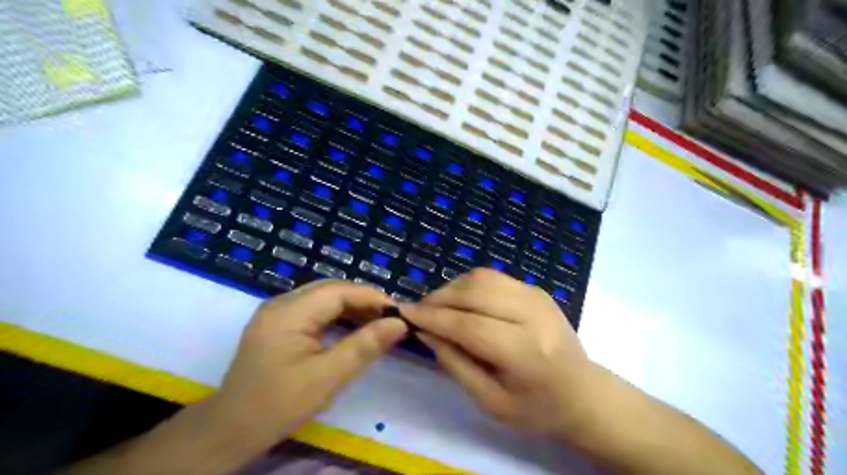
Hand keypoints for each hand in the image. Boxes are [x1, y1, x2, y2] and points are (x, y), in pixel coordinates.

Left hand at [200, 281, 407, 459]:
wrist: (230, 430)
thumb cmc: (278, 405)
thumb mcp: (327, 378)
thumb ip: (365, 346)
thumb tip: (399, 323)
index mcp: (289, 313)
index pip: (339, 291)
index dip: (372, 297)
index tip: (399, 312)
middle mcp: (281, 303)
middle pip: (331, 289)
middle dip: (364, 300)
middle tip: (391, 317)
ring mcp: (277, 311)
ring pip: (324, 297)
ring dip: (352, 306)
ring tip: (378, 321)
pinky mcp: (278, 323)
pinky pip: (314, 309)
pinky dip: (337, 315)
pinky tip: (353, 327)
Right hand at [401, 269, 593, 438]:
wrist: (584, 392)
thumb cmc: (537, 408)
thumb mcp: (490, 401)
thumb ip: (455, 363)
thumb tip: (425, 331)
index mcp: (525, 351)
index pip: (468, 325)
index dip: (432, 317)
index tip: (404, 313)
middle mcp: (533, 315)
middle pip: (474, 292)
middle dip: (438, 298)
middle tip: (419, 311)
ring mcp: (537, 296)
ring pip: (481, 277)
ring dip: (452, 288)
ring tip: (437, 306)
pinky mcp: (536, 288)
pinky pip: (493, 277)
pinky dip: (468, 285)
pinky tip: (460, 301)